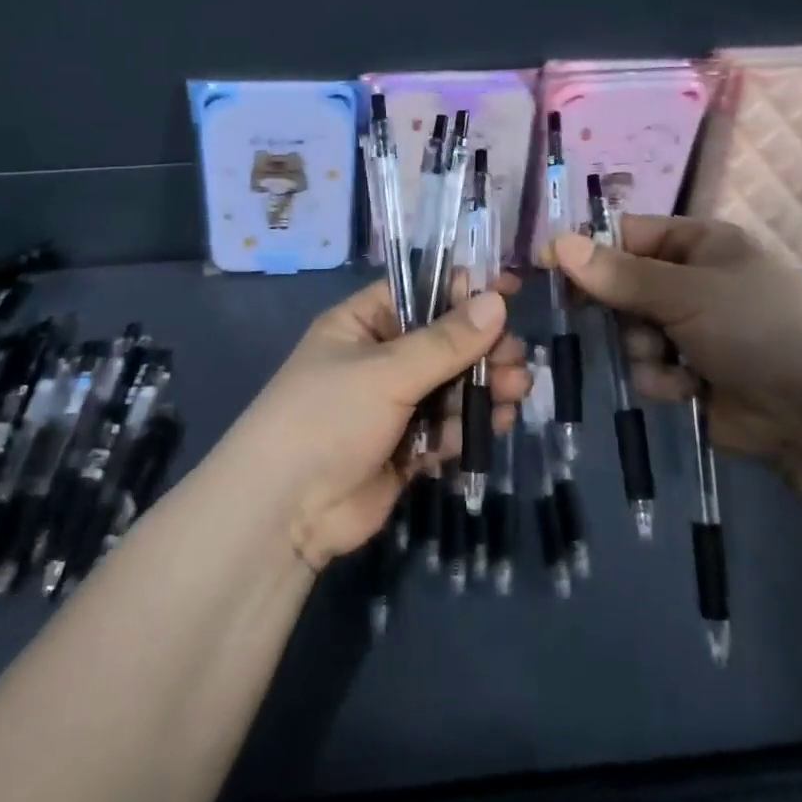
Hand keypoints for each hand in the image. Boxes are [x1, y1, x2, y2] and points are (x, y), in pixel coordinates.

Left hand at [224, 278, 529, 569]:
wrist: (286, 511)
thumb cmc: (328, 418)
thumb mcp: (386, 372)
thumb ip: (445, 341)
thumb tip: (496, 300)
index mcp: (362, 324)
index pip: (418, 293)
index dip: (462, 290)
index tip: (509, 290)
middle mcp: (379, 359)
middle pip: (443, 343)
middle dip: (481, 348)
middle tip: (515, 356)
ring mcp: (393, 406)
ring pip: (450, 386)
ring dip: (483, 386)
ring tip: (515, 389)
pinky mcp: (406, 447)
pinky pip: (446, 426)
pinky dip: (469, 424)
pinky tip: (496, 422)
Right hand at [549, 216, 801, 467]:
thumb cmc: (759, 328)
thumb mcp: (687, 292)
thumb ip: (619, 274)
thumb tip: (556, 243)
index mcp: (699, 244)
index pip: (626, 235)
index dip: (587, 250)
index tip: (548, 267)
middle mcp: (691, 282)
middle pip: (621, 286)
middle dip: (617, 310)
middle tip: (605, 321)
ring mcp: (691, 329)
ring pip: (628, 332)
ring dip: (640, 349)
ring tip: (668, 362)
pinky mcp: (690, 373)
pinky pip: (647, 368)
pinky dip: (660, 379)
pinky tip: (686, 389)